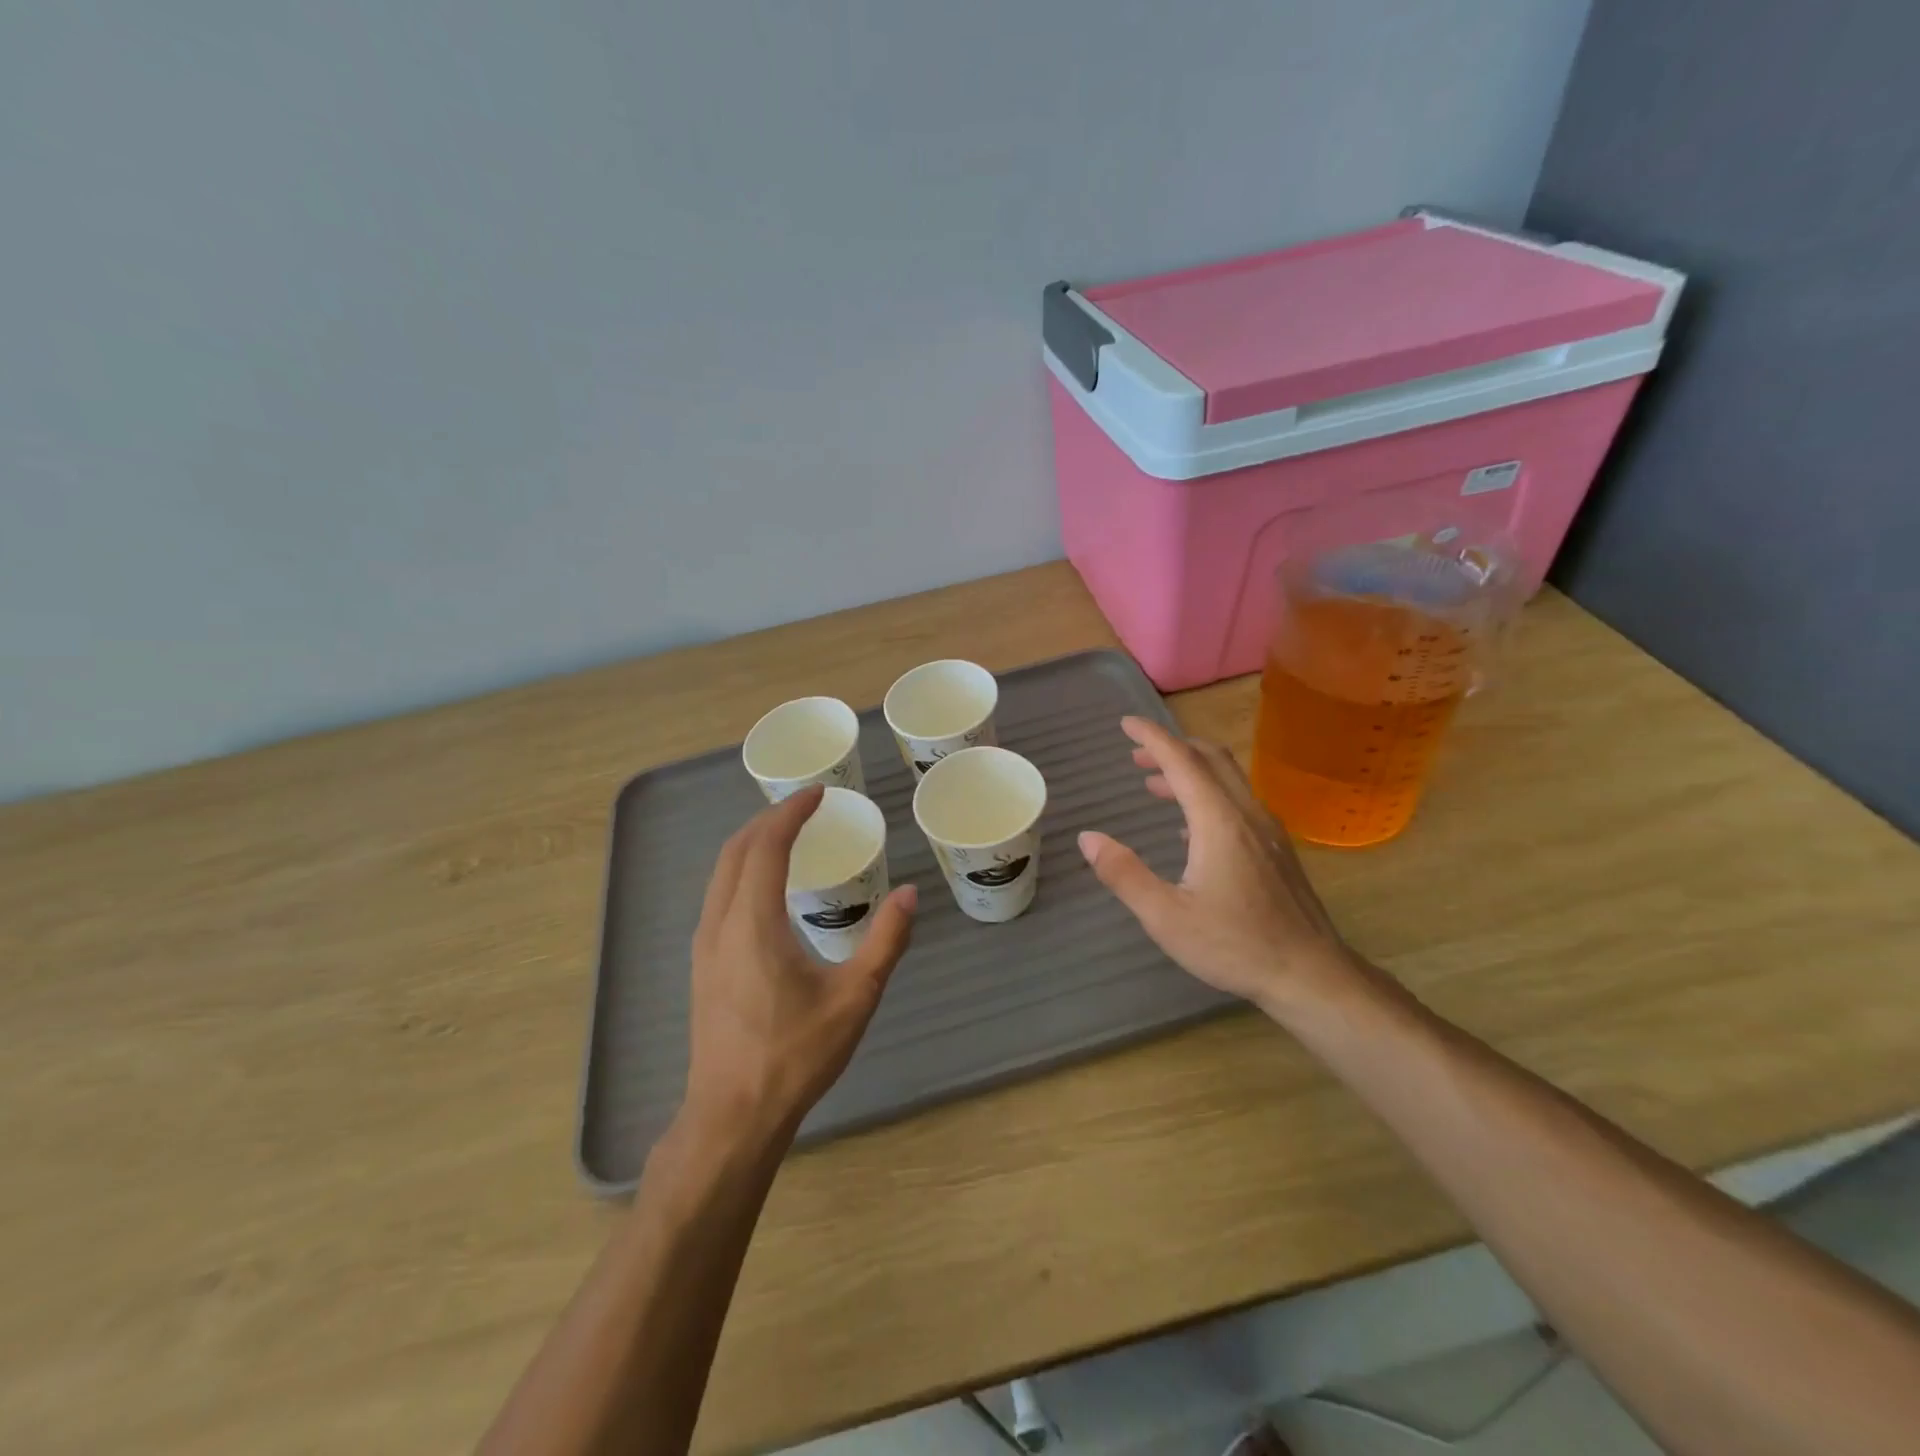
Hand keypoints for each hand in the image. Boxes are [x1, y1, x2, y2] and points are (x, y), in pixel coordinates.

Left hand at [681, 786, 916, 1146]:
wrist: (732, 1115)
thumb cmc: (796, 1055)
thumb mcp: (855, 997)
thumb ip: (886, 941)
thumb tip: (910, 894)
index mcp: (753, 923)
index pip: (766, 845)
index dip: (791, 812)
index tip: (818, 794)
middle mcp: (719, 924)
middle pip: (736, 850)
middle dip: (769, 820)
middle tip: (806, 808)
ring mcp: (704, 945)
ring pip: (721, 873)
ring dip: (752, 844)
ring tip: (787, 836)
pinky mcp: (702, 964)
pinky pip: (718, 895)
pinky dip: (741, 870)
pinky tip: (767, 888)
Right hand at [1077, 716, 1365, 1017]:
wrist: (1310, 974)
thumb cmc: (1234, 945)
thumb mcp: (1165, 916)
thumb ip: (1123, 874)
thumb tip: (1088, 838)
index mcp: (1217, 821)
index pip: (1181, 761)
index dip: (1152, 737)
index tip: (1126, 723)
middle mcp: (1246, 814)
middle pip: (1210, 759)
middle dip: (1171, 748)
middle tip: (1137, 754)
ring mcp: (1267, 830)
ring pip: (1228, 779)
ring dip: (1190, 771)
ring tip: (1155, 784)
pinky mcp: (1277, 849)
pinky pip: (1239, 802)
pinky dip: (1209, 794)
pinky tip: (1191, 827)